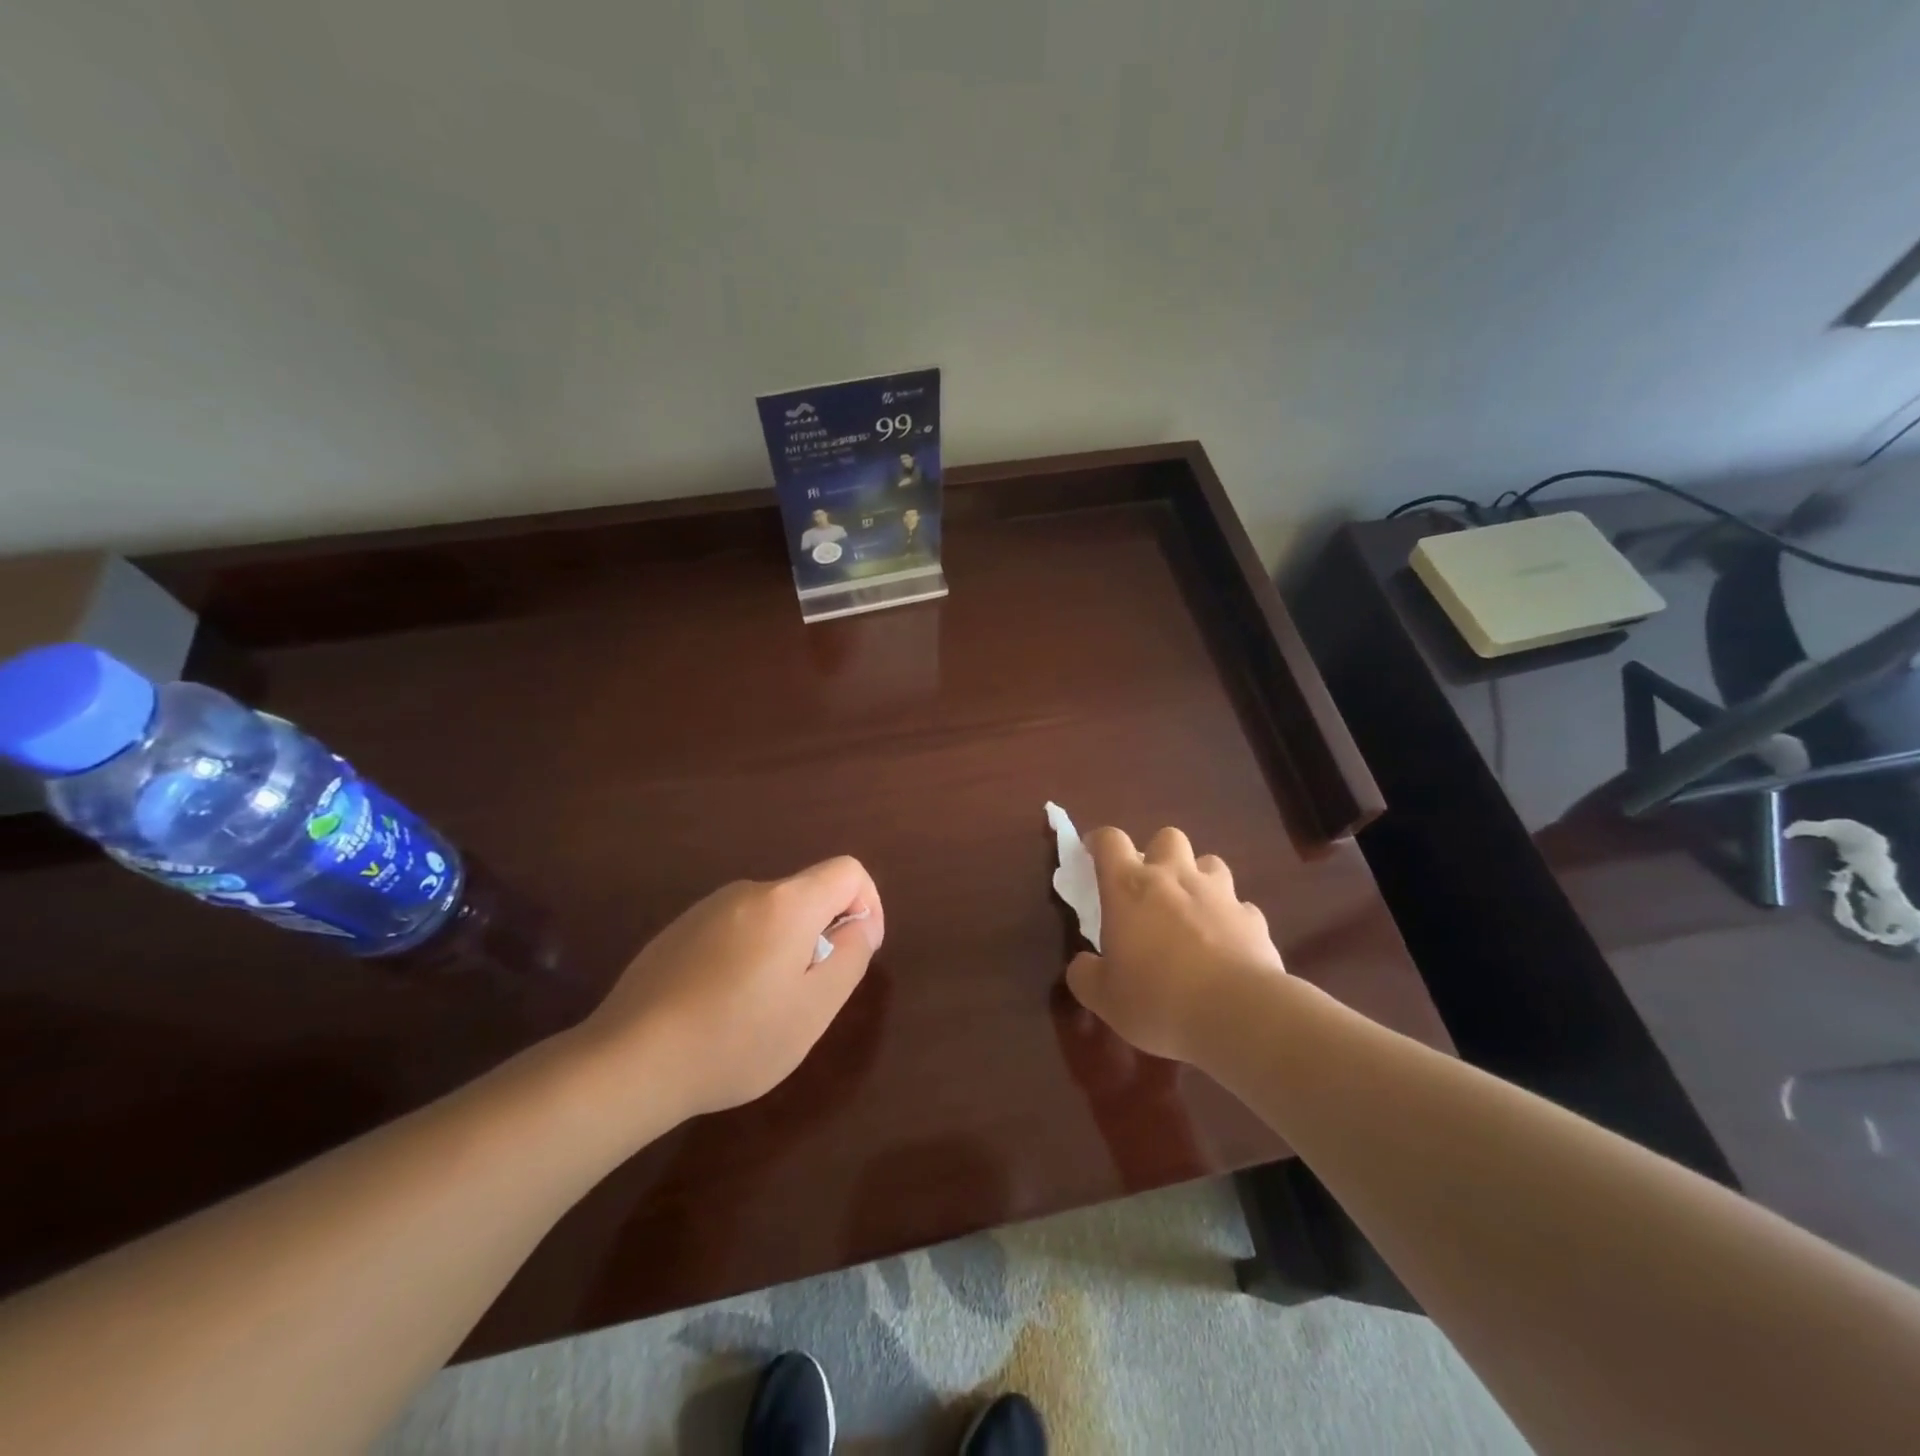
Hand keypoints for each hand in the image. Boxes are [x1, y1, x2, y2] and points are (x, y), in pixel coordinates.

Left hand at [576, 857, 883, 1118]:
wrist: (629, 1061)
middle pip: (807, 895)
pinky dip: (747, 957)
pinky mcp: (678, 931)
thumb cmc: (736, 1038)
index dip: (868, 905)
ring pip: (771, 916)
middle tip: (806, 997)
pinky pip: (735, 930)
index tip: (857, 952)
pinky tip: (721, 1007)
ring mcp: (707, 909)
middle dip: (822, 936)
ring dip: (783, 950)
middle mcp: (748, 891)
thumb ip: (852, 955)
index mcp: (787, 902)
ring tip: (761, 1010)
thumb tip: (861, 923)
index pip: (848, 871)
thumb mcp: (814, 1007)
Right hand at [1065, 826, 1284, 1064]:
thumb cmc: (1157, 999)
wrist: (1237, 1013)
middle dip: (1158, 854)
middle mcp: (1174, 877)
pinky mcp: (1253, 918)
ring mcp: (1219, 894)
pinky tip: (1226, 944)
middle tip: (1150, 886)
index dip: (1100, 842)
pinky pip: (1240, 907)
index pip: (1110, 841)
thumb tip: (1082, 965)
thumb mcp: (1104, 998)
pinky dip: (1230, 918)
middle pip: (1167, 837)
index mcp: (1129, 887)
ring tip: (1192, 910)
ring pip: (1210, 863)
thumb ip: (1086, 975)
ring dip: (1198, 879)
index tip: (1093, 854)